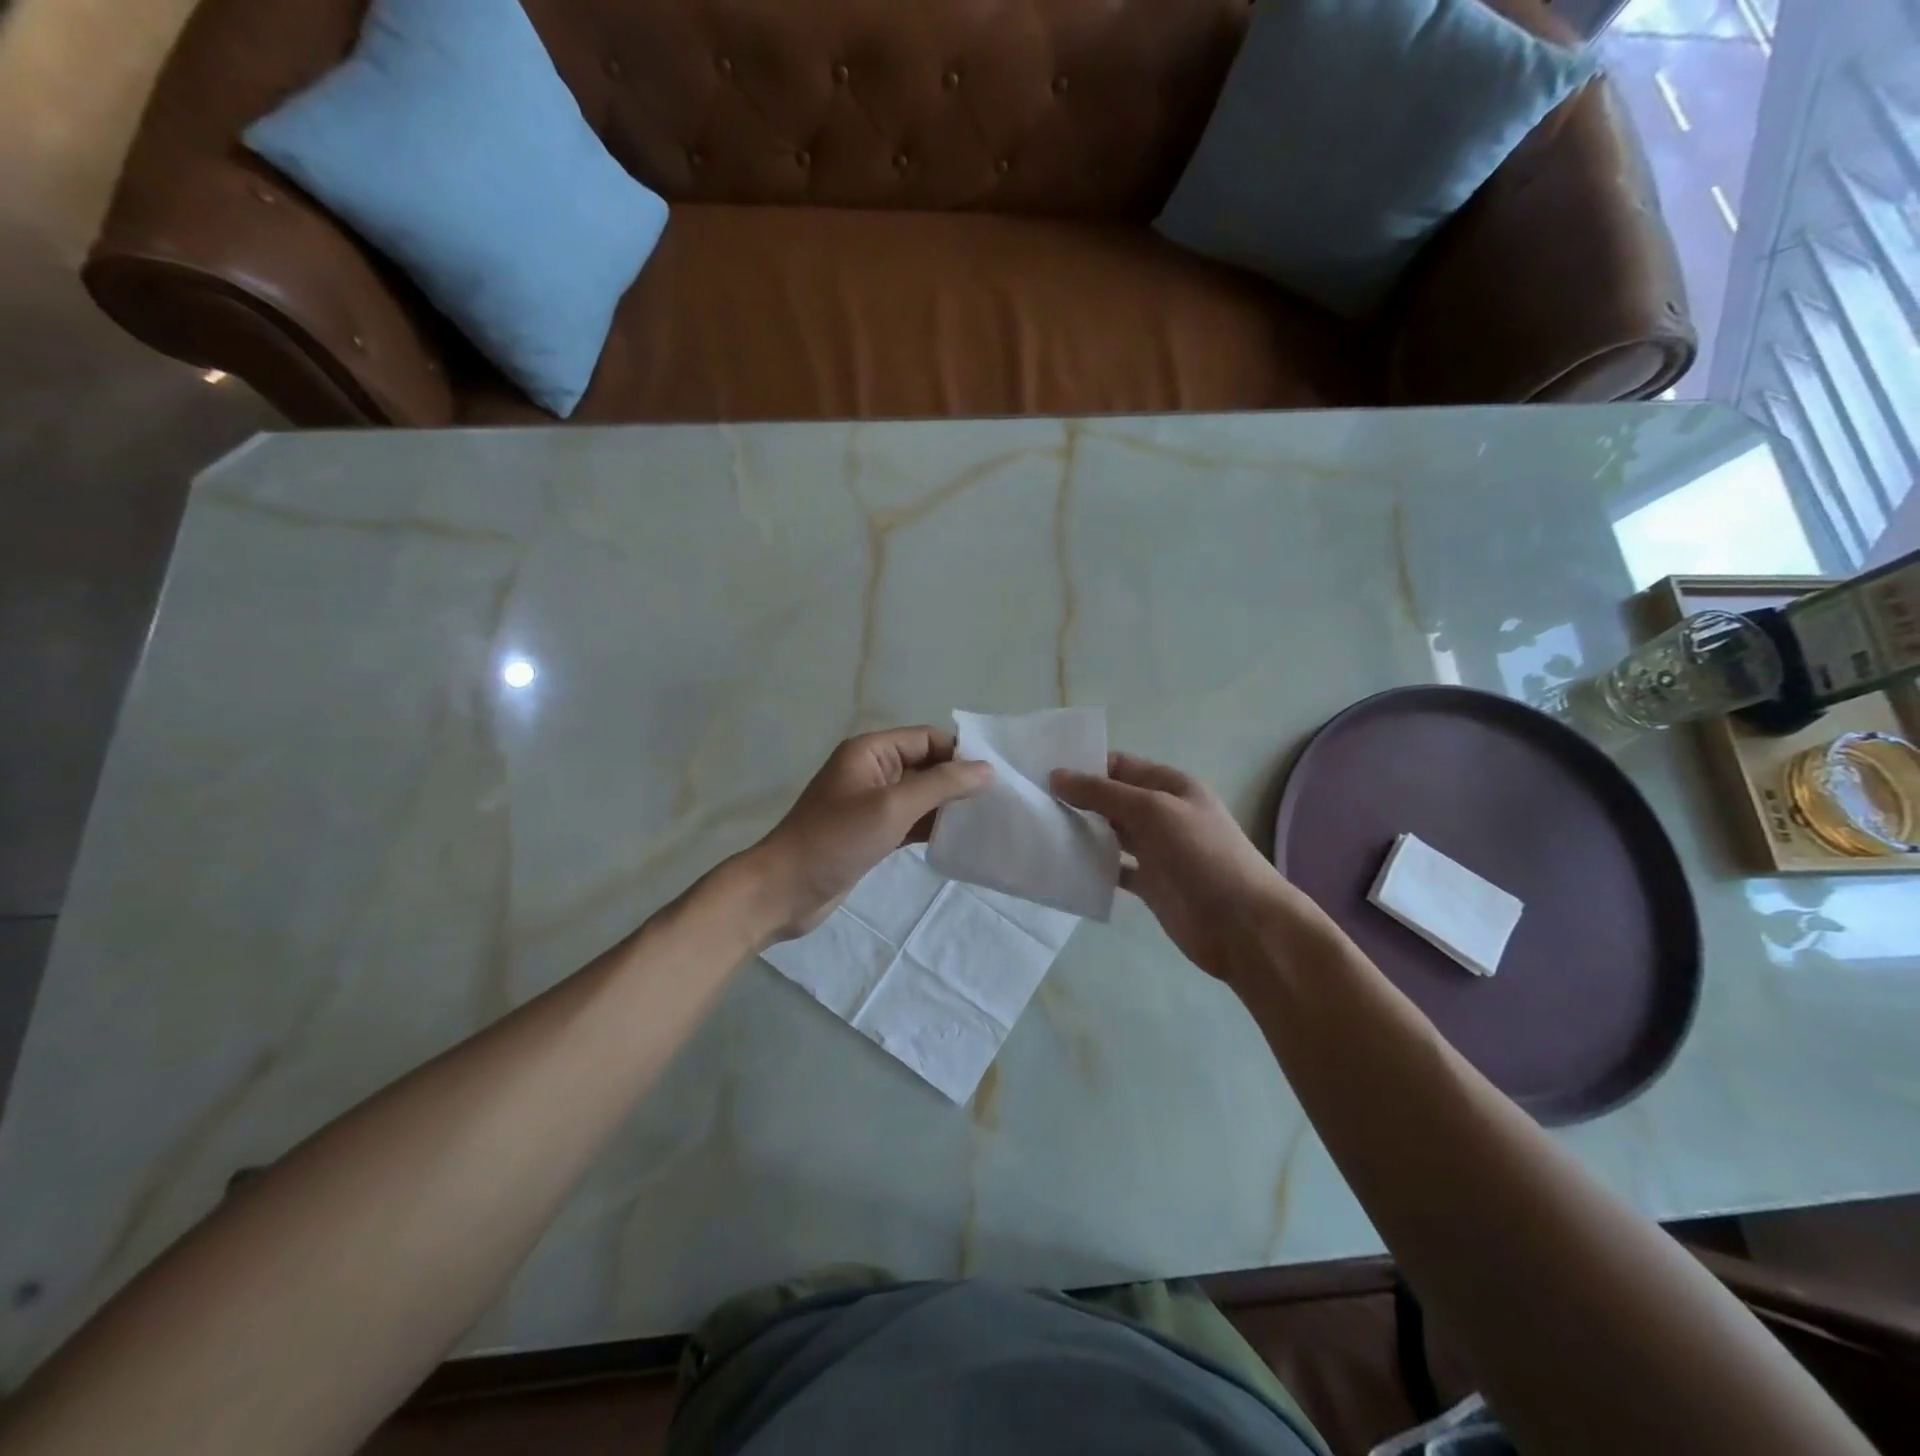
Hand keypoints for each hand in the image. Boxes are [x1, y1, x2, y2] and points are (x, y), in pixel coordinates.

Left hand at [740, 727, 992, 942]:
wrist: (784, 890)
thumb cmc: (835, 840)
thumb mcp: (892, 807)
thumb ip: (941, 785)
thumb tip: (986, 769)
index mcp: (870, 751)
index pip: (926, 739)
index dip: (959, 753)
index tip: (996, 776)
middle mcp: (872, 770)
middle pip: (926, 765)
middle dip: (958, 780)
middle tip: (999, 800)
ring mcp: (871, 803)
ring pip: (920, 795)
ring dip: (948, 805)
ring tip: (988, 819)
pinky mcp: (872, 832)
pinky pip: (911, 820)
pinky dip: (933, 826)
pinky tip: (960, 839)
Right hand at [1051, 752, 1338, 982]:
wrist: (1243, 925)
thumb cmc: (1203, 856)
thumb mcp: (1153, 811)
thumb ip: (1104, 793)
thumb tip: (1056, 776)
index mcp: (1171, 786)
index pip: (1120, 766)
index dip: (1084, 766)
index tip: (1042, 772)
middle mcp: (1162, 814)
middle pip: (1112, 799)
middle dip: (1076, 799)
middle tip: (1031, 803)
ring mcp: (1156, 851)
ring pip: (1110, 834)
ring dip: (1081, 833)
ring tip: (1038, 831)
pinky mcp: (1150, 885)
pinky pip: (1114, 869)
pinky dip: (1092, 867)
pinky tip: (1063, 867)